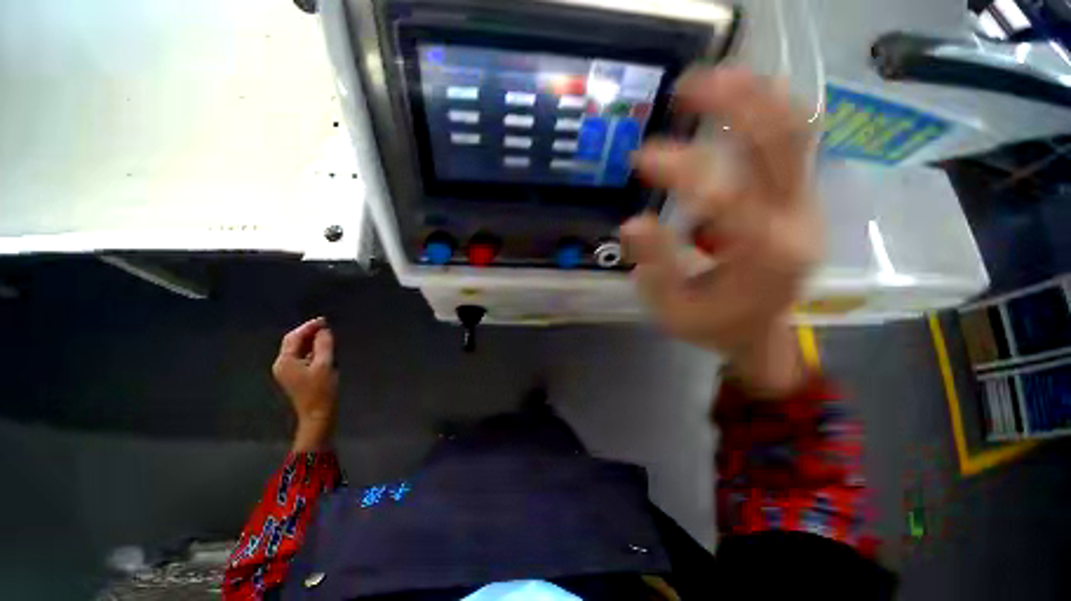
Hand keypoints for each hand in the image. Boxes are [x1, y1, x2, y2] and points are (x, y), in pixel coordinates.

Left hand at [272, 317, 337, 450]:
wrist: (318, 414)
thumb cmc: (321, 390)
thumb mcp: (325, 364)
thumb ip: (323, 344)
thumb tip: (324, 330)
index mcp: (285, 361)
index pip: (294, 337)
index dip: (308, 327)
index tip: (325, 320)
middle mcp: (282, 364)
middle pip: (294, 343)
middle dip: (309, 333)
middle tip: (327, 326)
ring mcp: (288, 372)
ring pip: (299, 350)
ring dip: (312, 342)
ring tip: (328, 336)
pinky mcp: (296, 377)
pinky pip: (303, 358)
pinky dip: (313, 351)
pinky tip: (324, 350)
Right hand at [622, 67, 820, 395]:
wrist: (759, 333)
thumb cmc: (712, 325)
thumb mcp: (671, 308)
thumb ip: (653, 267)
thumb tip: (631, 222)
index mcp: (763, 256)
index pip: (724, 195)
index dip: (680, 170)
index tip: (639, 160)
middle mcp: (796, 221)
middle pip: (780, 141)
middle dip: (733, 103)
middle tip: (686, 86)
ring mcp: (804, 205)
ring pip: (794, 131)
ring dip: (754, 96)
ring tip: (711, 79)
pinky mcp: (798, 198)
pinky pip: (789, 143)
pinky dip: (763, 112)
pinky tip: (734, 101)